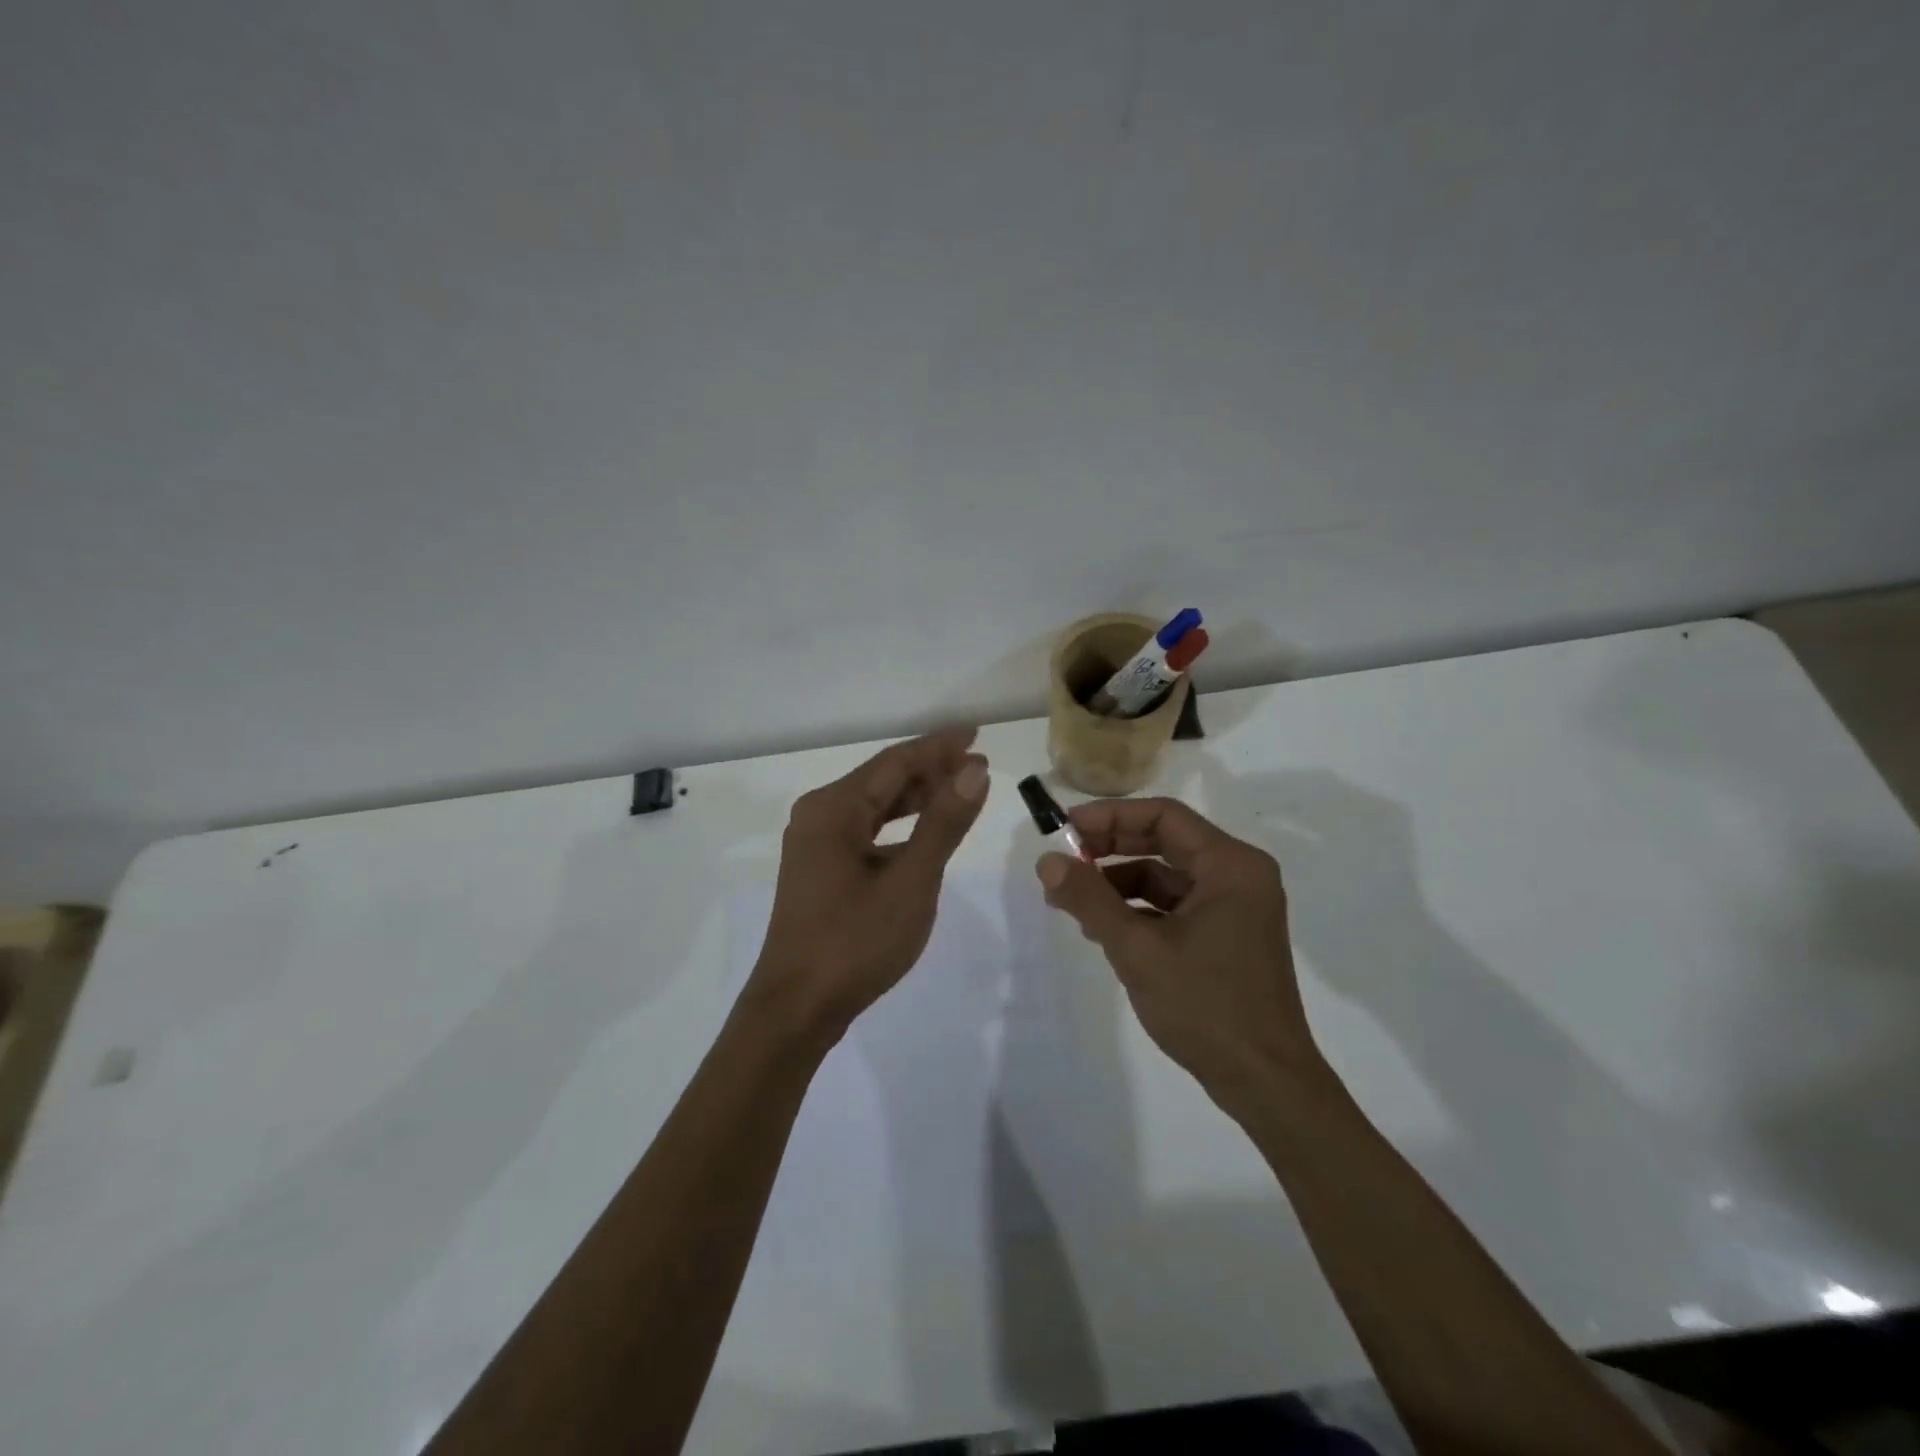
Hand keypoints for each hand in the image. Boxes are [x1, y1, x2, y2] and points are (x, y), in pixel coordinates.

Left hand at [748, 728, 989, 1040]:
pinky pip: (866, 831)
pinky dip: (899, 826)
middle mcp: (819, 815)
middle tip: (978, 764)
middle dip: (931, 770)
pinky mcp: (820, 868)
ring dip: (917, 797)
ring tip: (961, 789)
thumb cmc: (855, 942)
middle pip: (883, 780)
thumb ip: (943, 823)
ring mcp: (816, 843)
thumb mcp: (911, 881)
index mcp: (833, 808)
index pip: (895, 762)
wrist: (797, 1009)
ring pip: (875, 806)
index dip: (938, 747)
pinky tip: (925, 831)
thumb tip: (974, 770)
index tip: (976, 735)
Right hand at [1035, 797, 1322, 1108]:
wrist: (1264, 1082)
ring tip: (1073, 903)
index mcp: (1231, 865)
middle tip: (1064, 861)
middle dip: (1110, 850)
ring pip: (1166, 876)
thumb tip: (1046, 861)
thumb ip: (1090, 899)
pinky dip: (1138, 910)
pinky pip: (1175, 906)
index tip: (1066, 830)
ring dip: (1119, 883)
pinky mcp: (1227, 936)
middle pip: (1164, 842)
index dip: (1110, 817)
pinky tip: (1103, 929)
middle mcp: (1238, 876)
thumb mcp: (1137, 949)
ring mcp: (1235, 908)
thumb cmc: (1205, 1006)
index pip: (1163, 816)